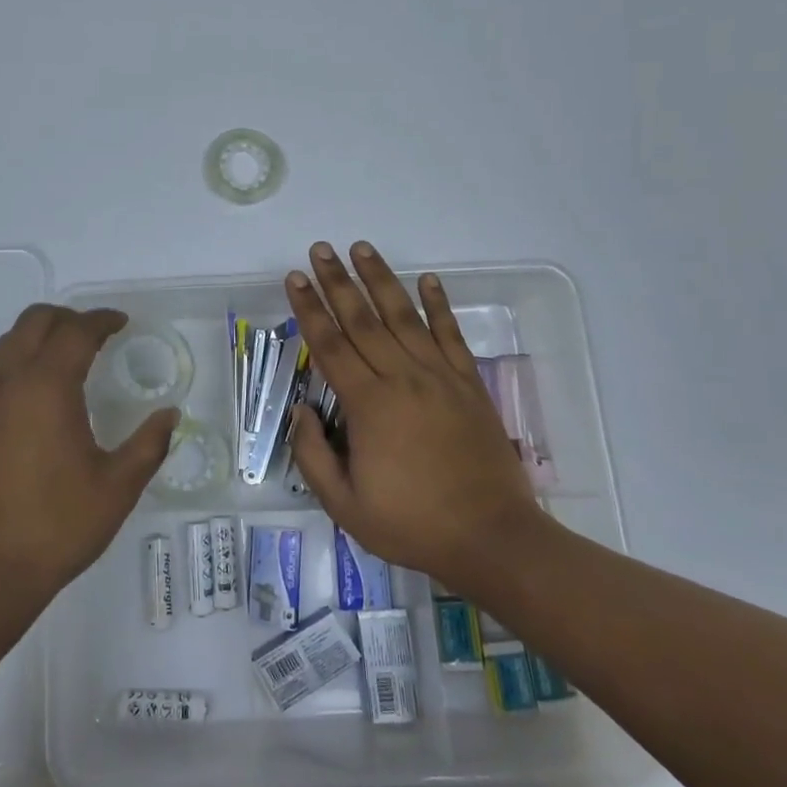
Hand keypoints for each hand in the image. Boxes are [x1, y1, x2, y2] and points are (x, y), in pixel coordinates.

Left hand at [0, 305, 177, 610]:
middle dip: (66, 318)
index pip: (76, 331)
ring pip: (5, 345)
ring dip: (36, 340)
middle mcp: (6, 381)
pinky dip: (12, 368)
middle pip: (33, 322)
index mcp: (46, 387)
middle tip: (92, 335)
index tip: (120, 323)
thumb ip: (149, 443)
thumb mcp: (118, 487)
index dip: (101, 320)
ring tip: (61, 362)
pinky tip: (27, 402)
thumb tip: (169, 415)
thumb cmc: (58, 526)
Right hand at [286, 242, 540, 587]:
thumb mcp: (345, 505)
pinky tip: (428, 279)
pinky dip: (439, 304)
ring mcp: (439, 377)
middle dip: (337, 281)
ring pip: (404, 316)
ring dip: (380, 279)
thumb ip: (313, 455)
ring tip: (361, 248)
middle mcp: (402, 378)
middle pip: (362, 320)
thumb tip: (300, 410)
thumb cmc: (412, 524)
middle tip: (321, 249)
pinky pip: (451, 335)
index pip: (330, 345)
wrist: (491, 537)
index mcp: (368, 405)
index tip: (295, 277)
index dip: (309, 309)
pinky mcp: (469, 384)